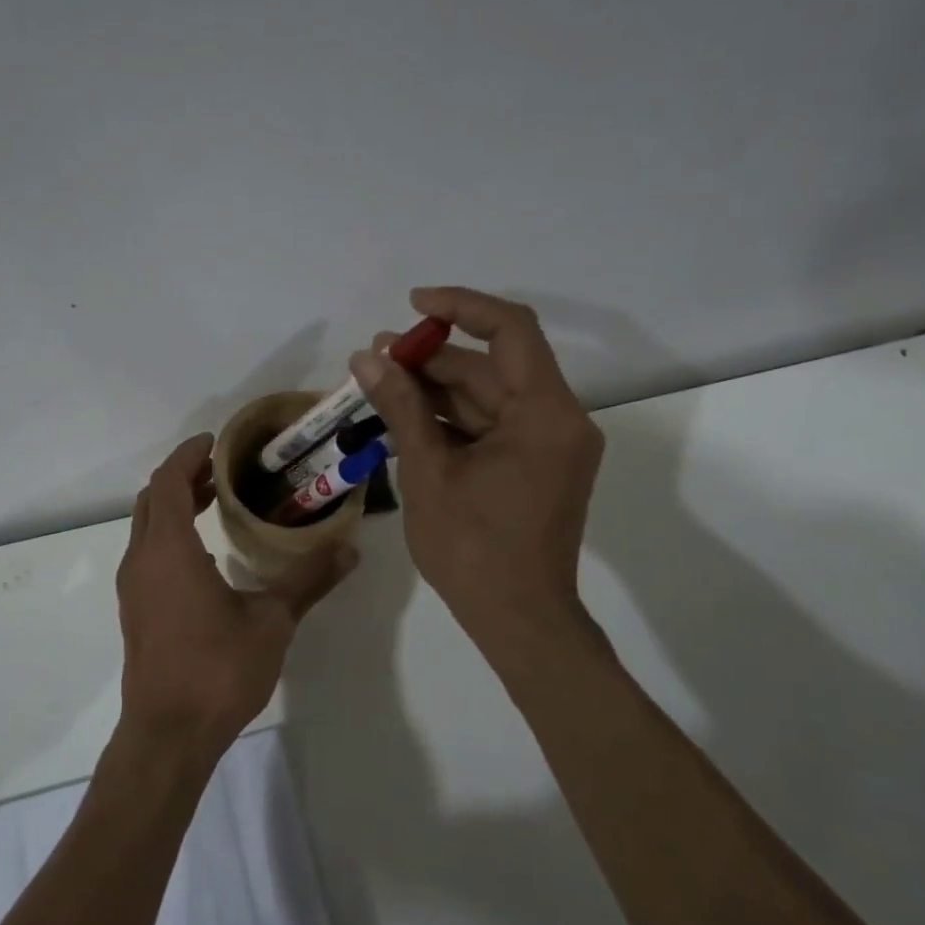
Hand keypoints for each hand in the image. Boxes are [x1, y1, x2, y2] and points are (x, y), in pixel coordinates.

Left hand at [116, 433, 357, 767]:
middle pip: (154, 499)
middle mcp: (142, 559)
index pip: (169, 482)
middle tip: (223, 469)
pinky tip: (205, 553)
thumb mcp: (272, 622)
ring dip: (175, 505)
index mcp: (168, 550)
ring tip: (216, 500)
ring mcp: (133, 587)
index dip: (189, 455)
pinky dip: (170, 533)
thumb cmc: (218, 671)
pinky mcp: (136, 609)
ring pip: (147, 526)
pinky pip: (148, 552)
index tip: (217, 442)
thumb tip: (349, 548)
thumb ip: (308, 580)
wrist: (168, 734)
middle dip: (184, 476)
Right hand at [353, 287, 602, 655]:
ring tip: (379, 384)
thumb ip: (401, 408)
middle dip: (433, 357)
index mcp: (545, 414)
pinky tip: (404, 418)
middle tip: (375, 358)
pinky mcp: (535, 466)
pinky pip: (491, 426)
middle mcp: (557, 420)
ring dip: (436, 389)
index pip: (511, 330)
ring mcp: (548, 445)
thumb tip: (367, 358)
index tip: (413, 304)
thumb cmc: (473, 549)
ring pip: (488, 397)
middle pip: (493, 367)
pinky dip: (451, 420)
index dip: (461, 307)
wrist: (518, 620)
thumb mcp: (428, 472)